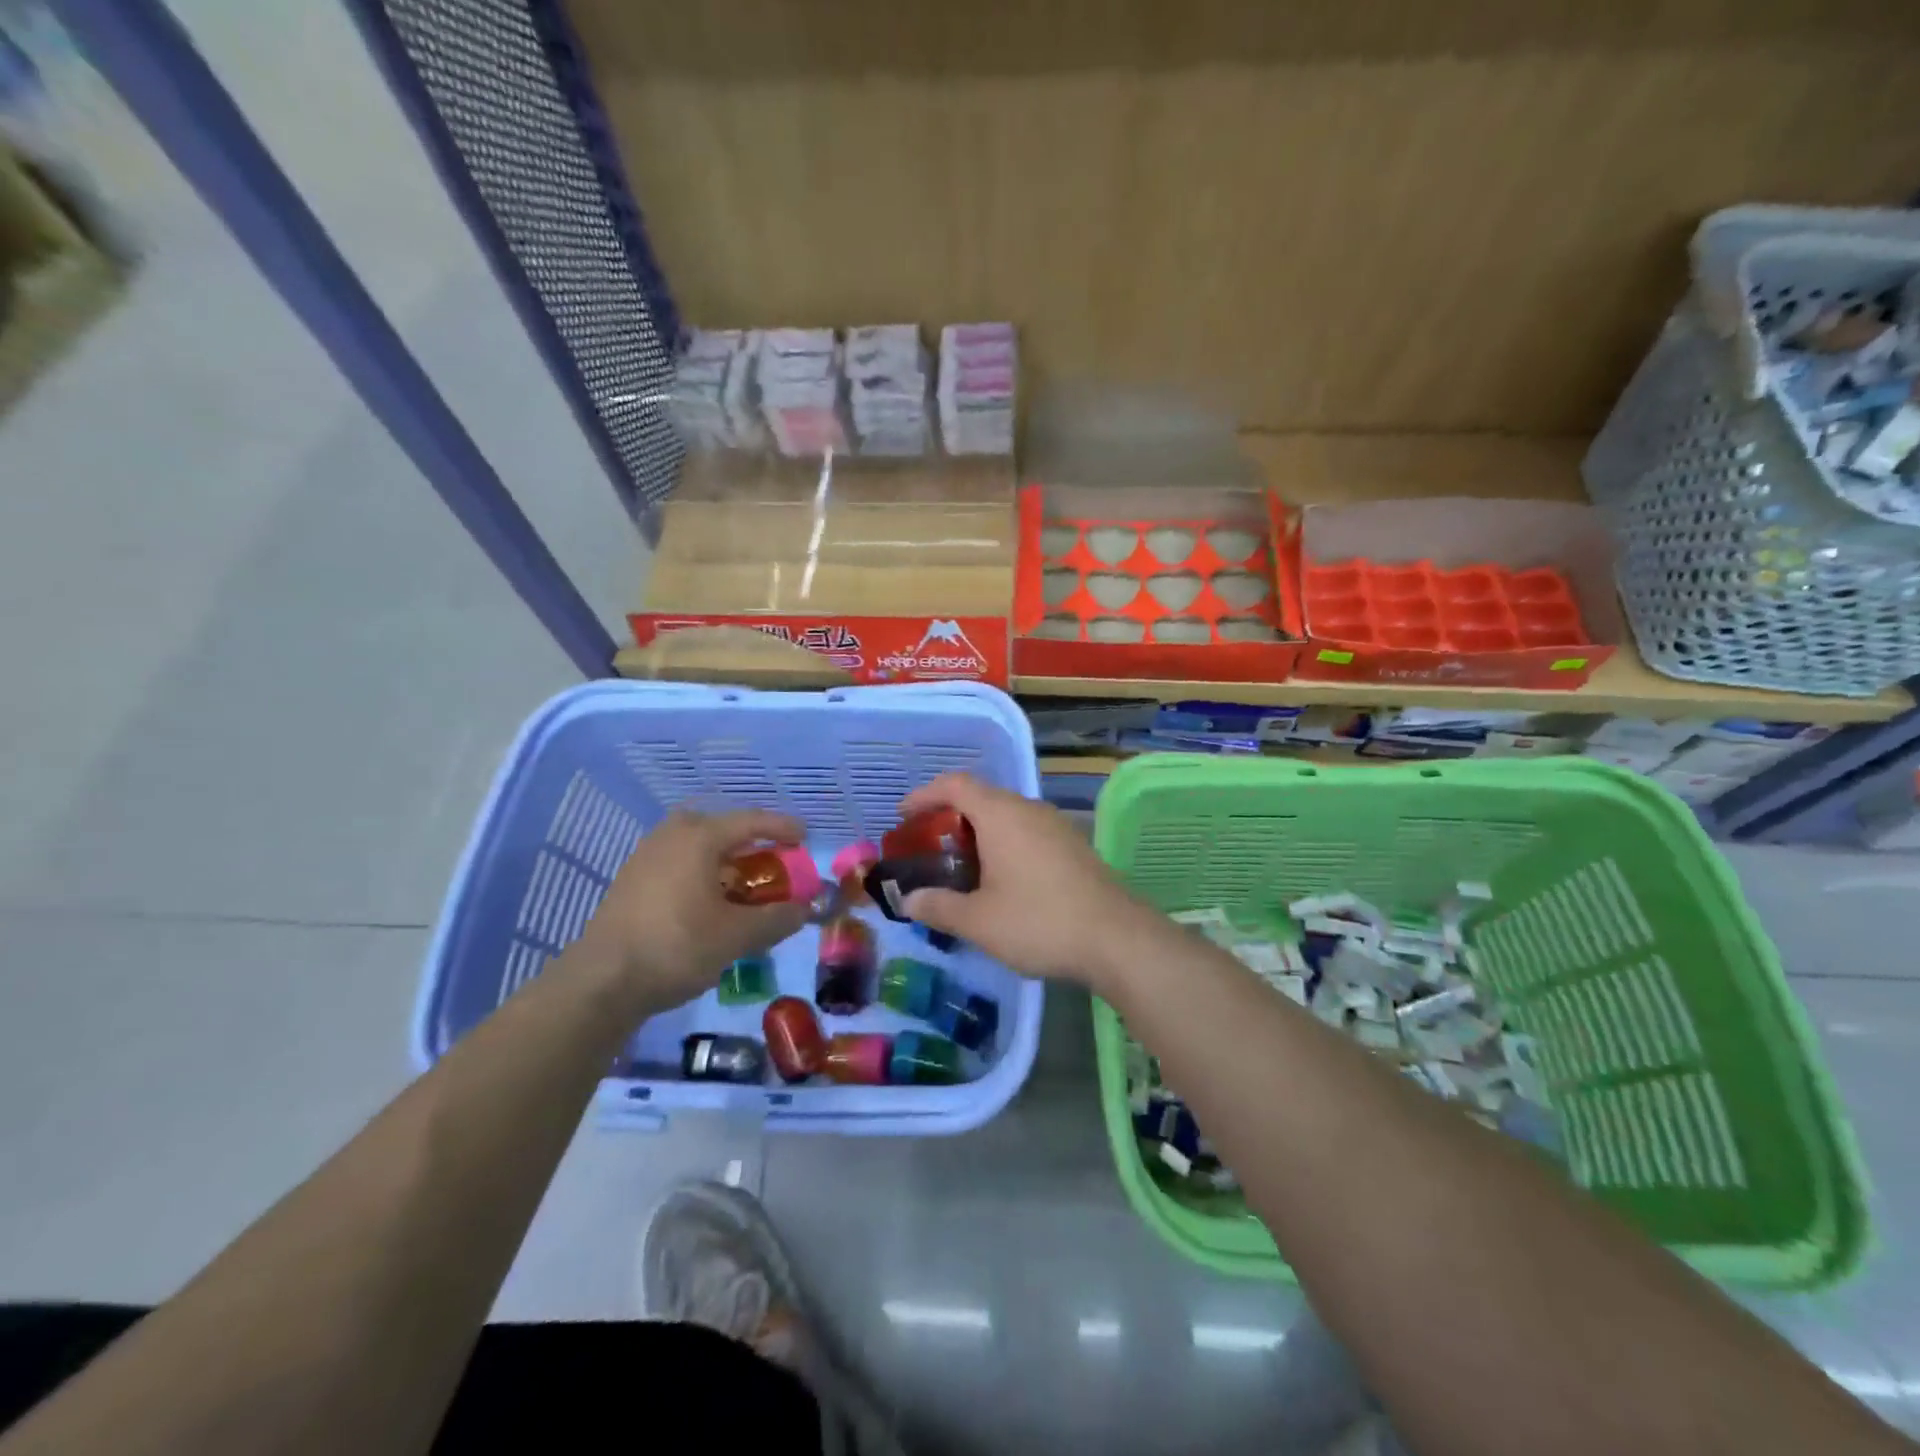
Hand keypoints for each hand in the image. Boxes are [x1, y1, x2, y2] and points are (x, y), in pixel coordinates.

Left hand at [579, 809, 809, 1011]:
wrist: (601, 981)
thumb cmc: (676, 947)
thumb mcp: (736, 936)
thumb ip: (776, 919)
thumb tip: (804, 910)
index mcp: (699, 837)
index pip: (751, 821)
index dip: (782, 828)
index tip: (804, 837)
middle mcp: (672, 835)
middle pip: (722, 829)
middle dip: (751, 844)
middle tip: (772, 864)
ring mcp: (646, 855)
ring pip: (698, 847)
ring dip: (726, 861)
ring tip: (743, 887)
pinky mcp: (632, 880)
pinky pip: (679, 863)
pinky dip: (703, 874)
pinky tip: (709, 903)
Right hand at [896, 773, 1156, 988]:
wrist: (1116, 939)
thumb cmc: (1039, 921)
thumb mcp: (978, 921)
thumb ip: (938, 907)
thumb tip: (907, 901)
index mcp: (1001, 815)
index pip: (955, 784)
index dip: (925, 795)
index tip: (904, 817)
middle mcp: (1028, 809)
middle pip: (981, 797)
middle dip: (949, 817)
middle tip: (928, 847)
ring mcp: (1055, 826)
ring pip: (1006, 816)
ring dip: (978, 833)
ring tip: (960, 866)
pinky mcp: (1072, 846)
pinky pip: (1026, 832)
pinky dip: (1003, 844)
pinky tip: (1001, 880)